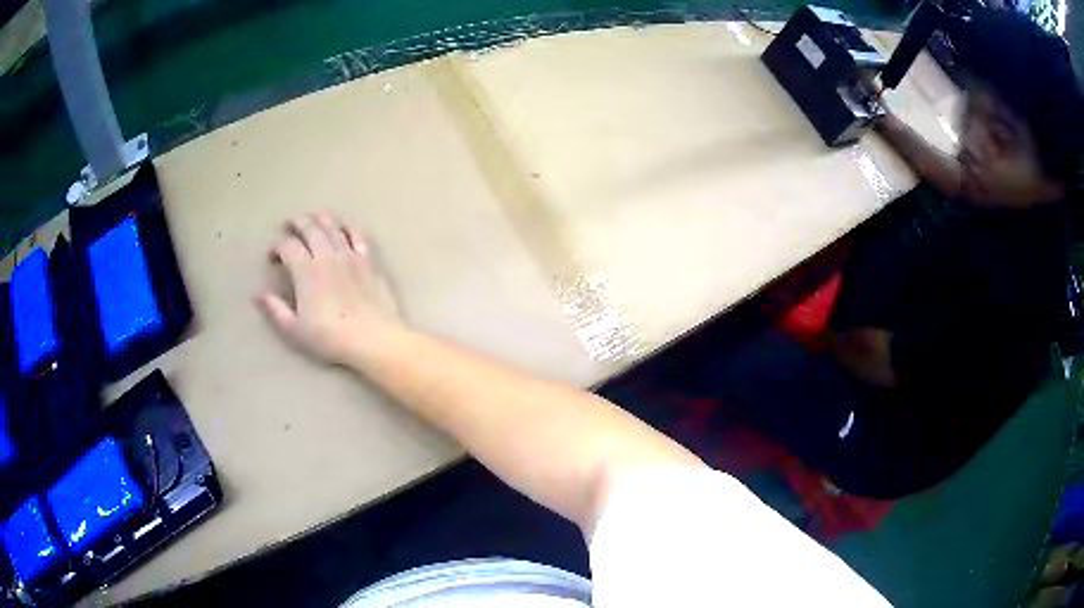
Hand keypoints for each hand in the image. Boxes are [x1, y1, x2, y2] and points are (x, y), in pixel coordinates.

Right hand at [259, 212, 400, 364]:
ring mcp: (350, 256)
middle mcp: (327, 256)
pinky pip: (358, 236)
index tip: (273, 256)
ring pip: (334, 227)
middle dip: (298, 223)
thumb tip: (259, 295)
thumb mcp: (296, 329)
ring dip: (321, 218)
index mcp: (306, 271)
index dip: (278, 248)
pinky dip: (348, 228)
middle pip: (311, 229)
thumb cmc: (331, 337)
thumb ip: (276, 309)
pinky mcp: (369, 262)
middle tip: (290, 223)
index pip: (289, 247)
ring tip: (314, 217)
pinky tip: (345, 228)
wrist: (373, 338)